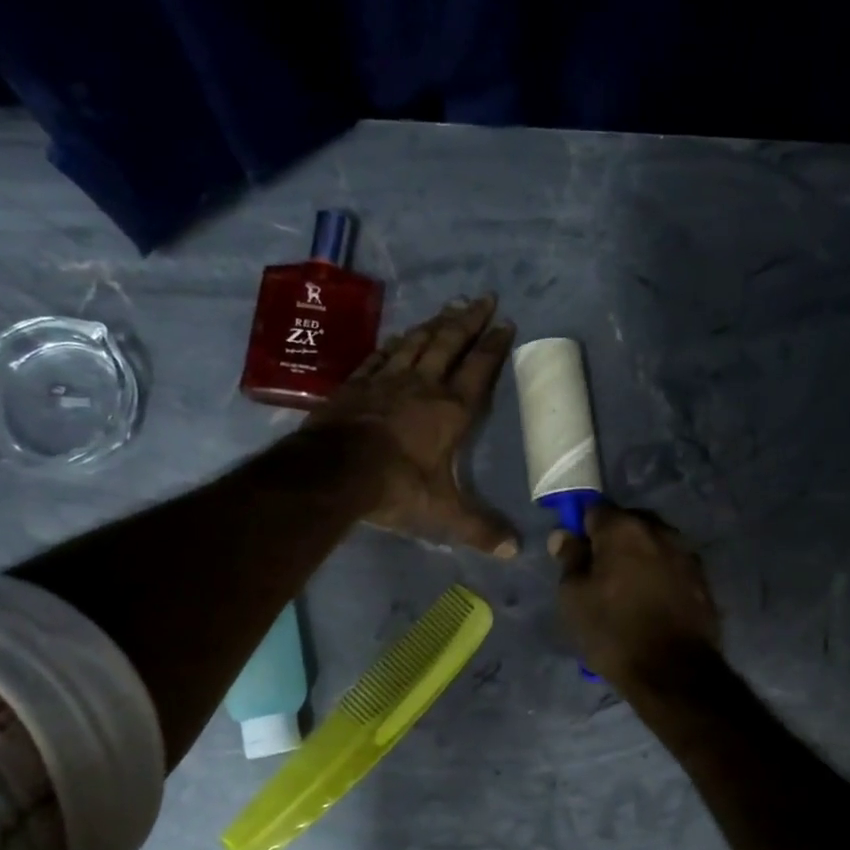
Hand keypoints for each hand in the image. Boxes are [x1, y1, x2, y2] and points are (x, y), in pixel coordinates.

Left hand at [312, 296, 519, 556]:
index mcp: (450, 410)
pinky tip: (398, 337)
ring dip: (435, 324)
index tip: (506, 323)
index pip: (479, 370)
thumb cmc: (397, 487)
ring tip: (449, 307)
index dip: (494, 346)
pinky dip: (394, 344)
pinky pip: (380, 355)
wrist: (335, 472)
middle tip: (483, 298)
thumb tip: (514, 551)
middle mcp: (422, 386)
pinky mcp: (356, 384)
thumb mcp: (444, 513)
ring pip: (416, 342)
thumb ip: (479, 528)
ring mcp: (386, 380)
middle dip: (469, 320)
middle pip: (449, 343)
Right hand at [549, 504, 720, 684]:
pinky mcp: (702, 579)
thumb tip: (564, 534)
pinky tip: (651, 601)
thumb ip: (570, 559)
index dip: (582, 528)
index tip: (575, 552)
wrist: (673, 671)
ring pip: (652, 544)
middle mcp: (659, 530)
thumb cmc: (613, 631)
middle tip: (599, 573)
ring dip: (638, 557)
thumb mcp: (574, 597)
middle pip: (627, 523)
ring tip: (626, 590)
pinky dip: (658, 575)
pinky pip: (671, 566)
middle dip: (612, 541)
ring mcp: (686, 553)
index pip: (594, 510)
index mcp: (623, 528)